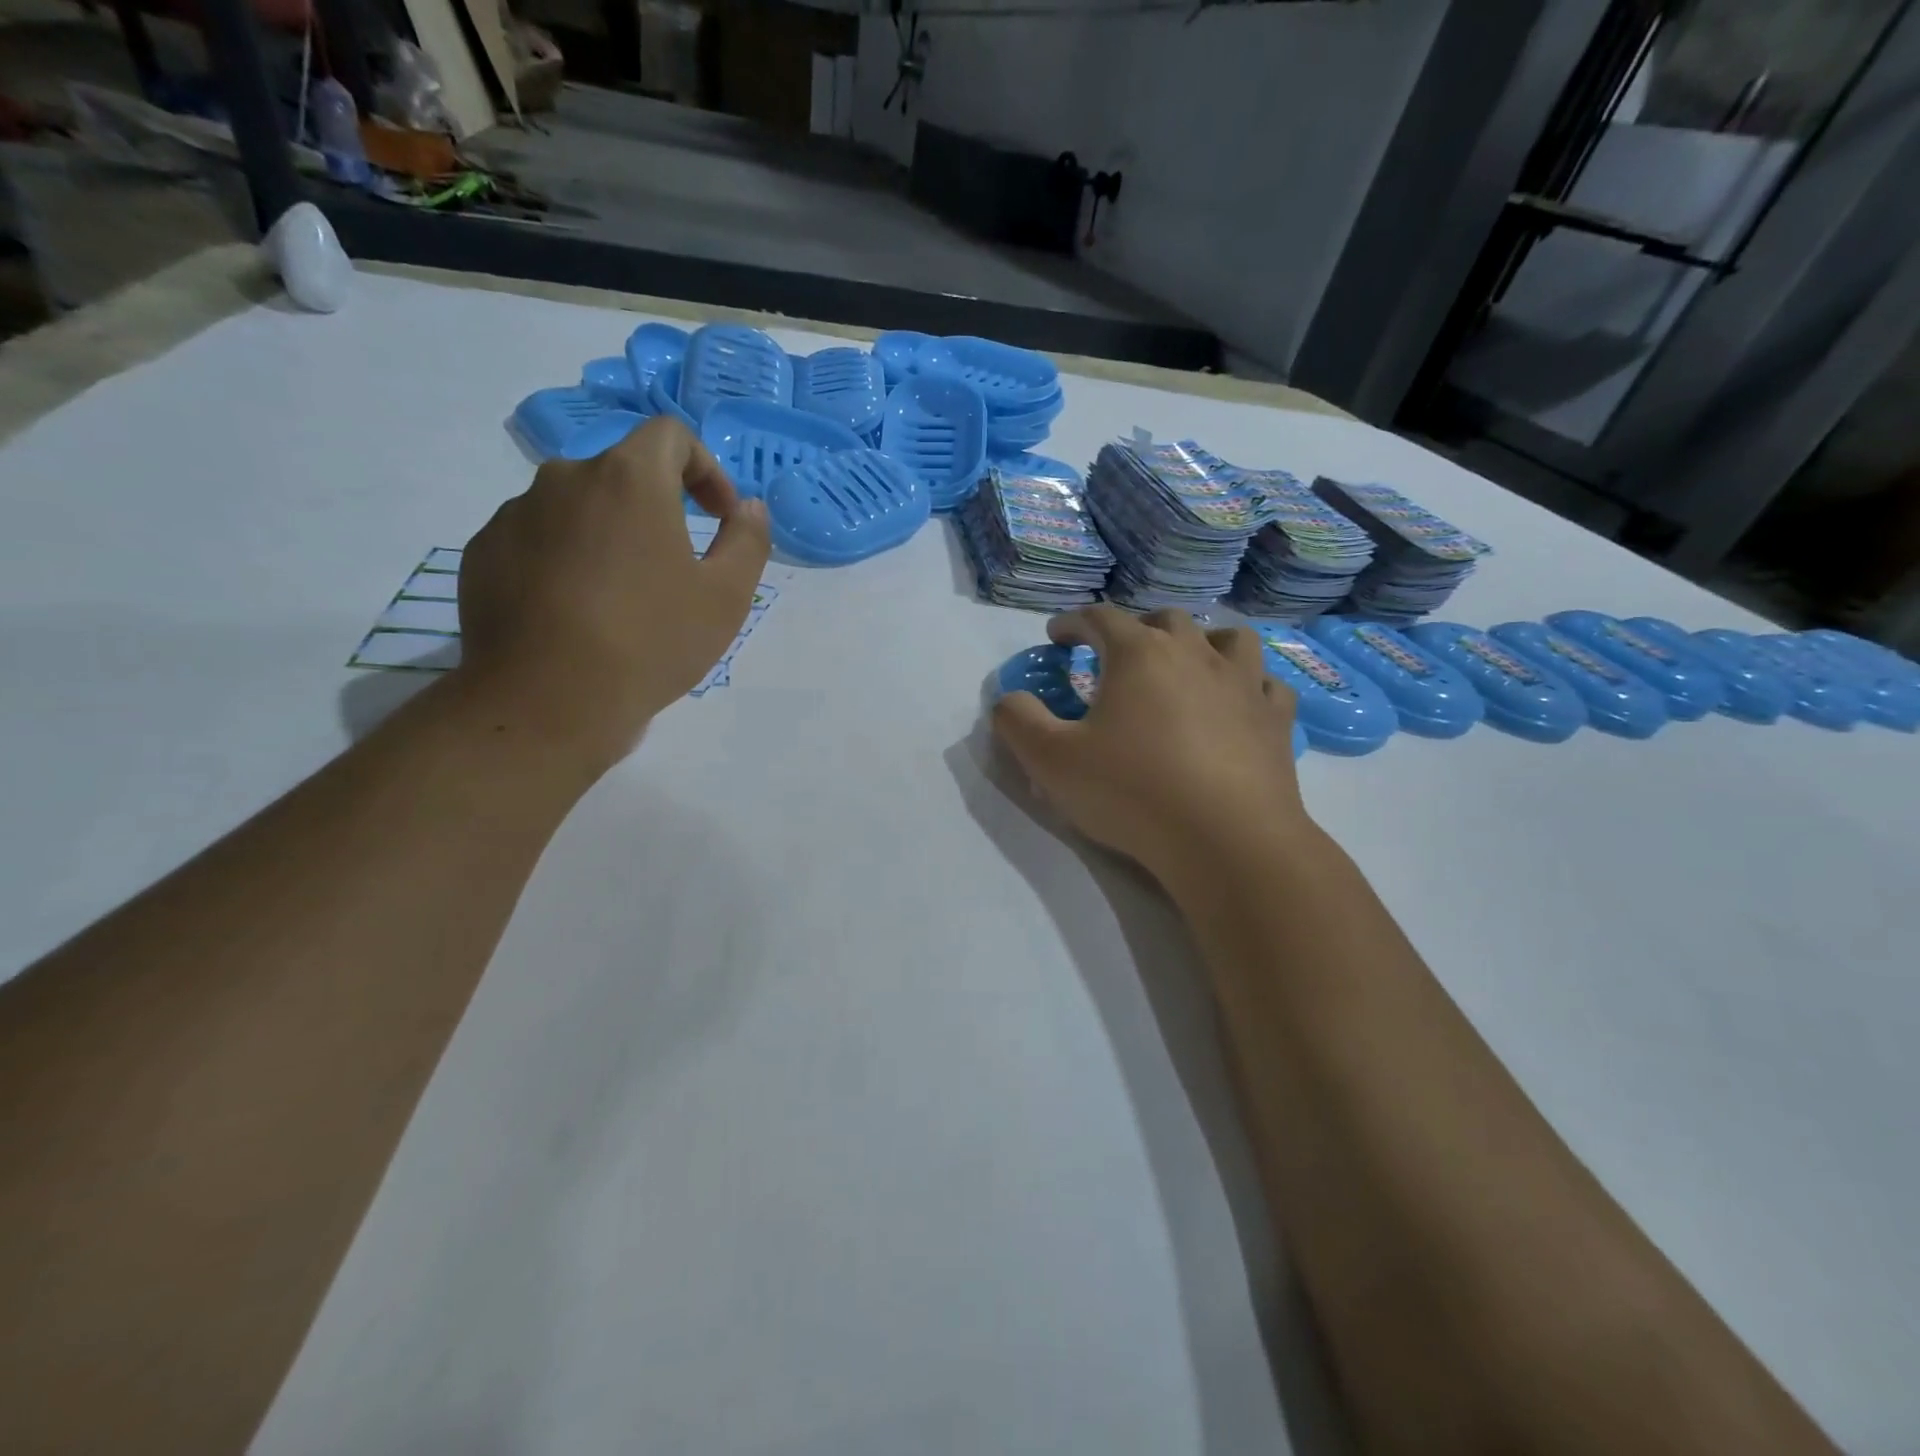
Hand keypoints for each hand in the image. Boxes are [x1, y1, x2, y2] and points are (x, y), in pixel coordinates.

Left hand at [455, 418, 770, 775]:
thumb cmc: (651, 641)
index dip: (705, 468)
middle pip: (622, 474)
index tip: (719, 516)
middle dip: (657, 508)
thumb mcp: (726, 597)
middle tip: (676, 567)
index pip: (671, 435)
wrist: (547, 702)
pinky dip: (566, 560)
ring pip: (577, 508)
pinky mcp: (483, 553)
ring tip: (623, 597)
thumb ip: (748, 540)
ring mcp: (515, 515)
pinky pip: (538, 540)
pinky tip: (578, 613)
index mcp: (629, 479)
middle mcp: (565, 479)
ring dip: (609, 535)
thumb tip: (749, 508)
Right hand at [991, 606, 1307, 886]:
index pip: (1099, 618)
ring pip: (1228, 639)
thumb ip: (1018, 722)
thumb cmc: (1132, 792)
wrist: (1226, 840)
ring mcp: (1244, 683)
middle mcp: (1195, 653)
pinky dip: (1248, 685)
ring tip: (1188, 665)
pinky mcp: (1276, 720)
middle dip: (1135, 629)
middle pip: (1164, 620)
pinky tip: (1238, 703)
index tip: (1057, 635)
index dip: (1073, 622)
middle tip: (1118, 655)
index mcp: (1139, 654)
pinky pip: (1266, 684)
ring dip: (1203, 642)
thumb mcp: (1051, 761)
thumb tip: (1009, 699)